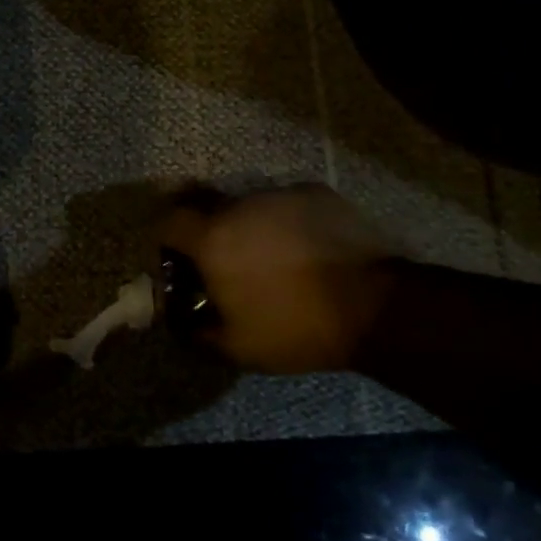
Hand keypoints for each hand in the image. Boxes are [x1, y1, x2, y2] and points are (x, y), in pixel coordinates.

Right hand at [160, 184, 397, 372]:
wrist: (375, 306)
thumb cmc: (296, 328)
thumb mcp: (239, 347)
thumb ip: (198, 333)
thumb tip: (181, 324)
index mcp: (212, 240)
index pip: (168, 221)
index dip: (165, 239)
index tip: (175, 259)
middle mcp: (239, 206)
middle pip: (206, 206)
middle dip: (206, 229)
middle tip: (222, 260)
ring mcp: (280, 195)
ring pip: (248, 205)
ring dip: (248, 226)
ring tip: (271, 257)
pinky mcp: (315, 193)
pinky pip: (285, 204)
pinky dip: (284, 222)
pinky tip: (304, 248)